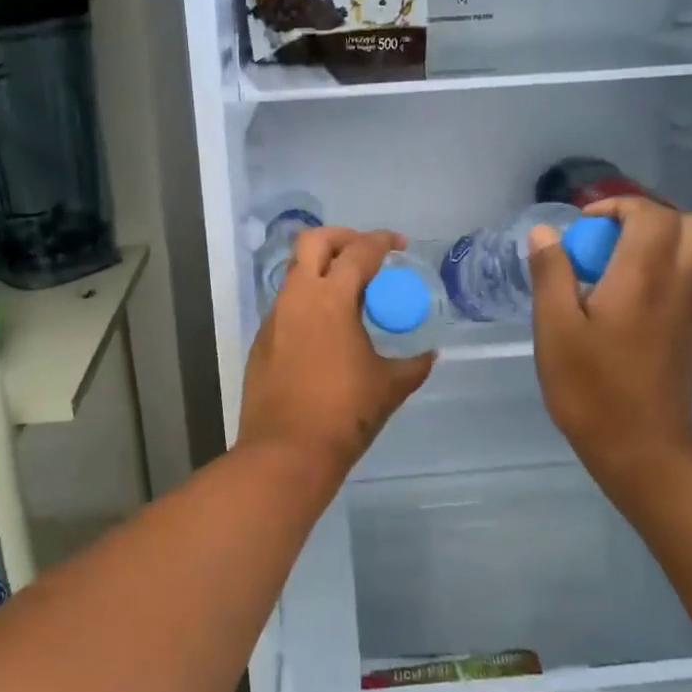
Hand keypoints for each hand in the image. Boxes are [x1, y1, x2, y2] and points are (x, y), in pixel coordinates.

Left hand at [239, 227, 433, 471]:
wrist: (286, 453)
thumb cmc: (343, 415)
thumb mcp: (388, 387)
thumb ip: (413, 365)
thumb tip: (429, 356)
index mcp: (330, 299)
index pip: (359, 252)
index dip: (381, 241)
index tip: (399, 245)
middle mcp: (297, 298)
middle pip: (313, 241)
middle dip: (342, 238)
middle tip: (365, 254)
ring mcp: (274, 318)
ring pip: (296, 274)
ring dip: (322, 272)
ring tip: (350, 296)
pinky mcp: (262, 340)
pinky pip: (287, 306)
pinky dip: (309, 303)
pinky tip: (327, 332)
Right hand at [528, 197, 691, 476]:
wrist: (643, 450)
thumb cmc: (592, 388)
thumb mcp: (555, 329)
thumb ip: (551, 274)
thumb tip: (545, 232)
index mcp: (643, 277)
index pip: (652, 214)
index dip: (618, 206)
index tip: (583, 227)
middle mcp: (675, 285)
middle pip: (690, 225)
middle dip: (647, 217)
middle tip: (606, 238)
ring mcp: (686, 311)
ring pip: (691, 252)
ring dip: (655, 243)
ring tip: (608, 267)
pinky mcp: (685, 333)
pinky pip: (682, 280)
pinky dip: (656, 271)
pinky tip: (616, 302)